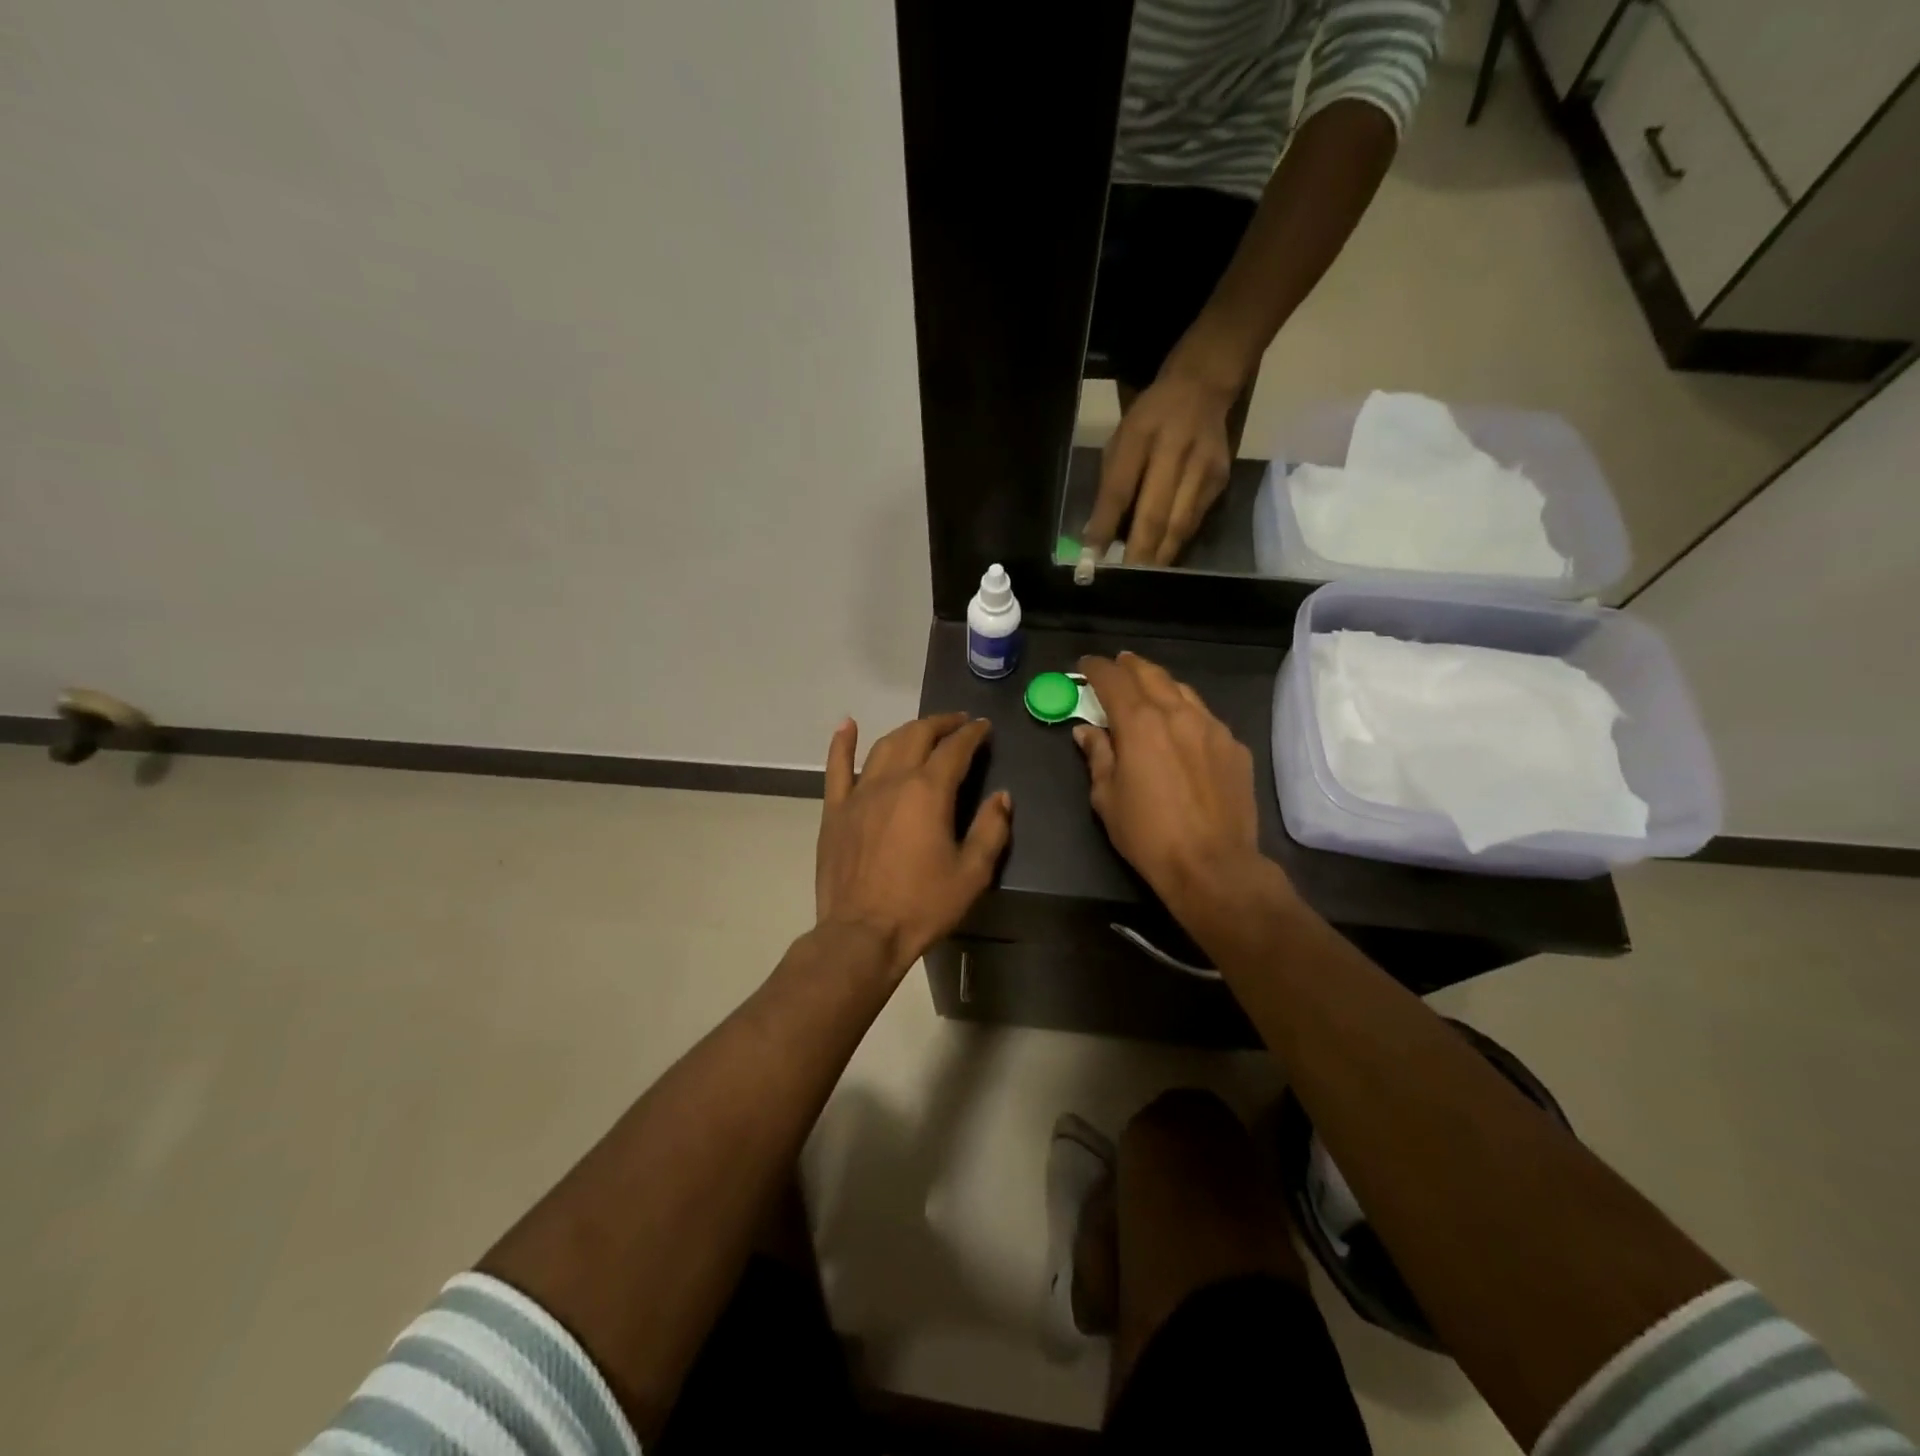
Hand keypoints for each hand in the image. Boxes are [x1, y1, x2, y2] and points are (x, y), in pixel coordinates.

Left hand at [815, 712, 1011, 977]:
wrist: (862, 934)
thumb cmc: (922, 905)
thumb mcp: (972, 874)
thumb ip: (991, 829)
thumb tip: (1002, 796)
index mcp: (928, 792)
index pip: (955, 749)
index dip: (972, 734)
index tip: (984, 727)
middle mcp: (893, 781)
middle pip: (918, 736)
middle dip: (942, 724)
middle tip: (958, 723)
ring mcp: (859, 793)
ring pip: (884, 746)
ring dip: (907, 731)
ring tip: (922, 729)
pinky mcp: (835, 810)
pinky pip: (837, 768)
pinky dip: (842, 743)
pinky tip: (847, 725)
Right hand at [1072, 653, 1263, 907]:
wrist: (1213, 865)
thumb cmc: (1148, 834)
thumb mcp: (1107, 797)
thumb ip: (1098, 756)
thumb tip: (1087, 731)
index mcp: (1140, 723)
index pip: (1113, 680)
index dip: (1095, 668)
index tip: (1085, 666)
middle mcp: (1178, 713)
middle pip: (1151, 674)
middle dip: (1130, 666)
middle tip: (1117, 665)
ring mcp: (1212, 728)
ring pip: (1183, 691)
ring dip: (1160, 685)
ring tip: (1148, 689)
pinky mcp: (1235, 747)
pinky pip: (1206, 718)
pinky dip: (1187, 713)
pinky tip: (1182, 728)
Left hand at [1085, 371, 1235, 567]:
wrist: (1202, 388)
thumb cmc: (1150, 419)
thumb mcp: (1121, 439)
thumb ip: (1110, 485)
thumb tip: (1098, 535)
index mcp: (1140, 435)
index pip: (1119, 490)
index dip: (1105, 527)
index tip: (1092, 558)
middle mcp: (1175, 450)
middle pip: (1155, 513)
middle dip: (1138, 552)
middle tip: (1123, 579)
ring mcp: (1203, 466)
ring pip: (1179, 524)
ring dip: (1159, 556)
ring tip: (1143, 578)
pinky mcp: (1221, 479)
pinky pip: (1195, 520)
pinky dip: (1177, 542)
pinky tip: (1163, 558)